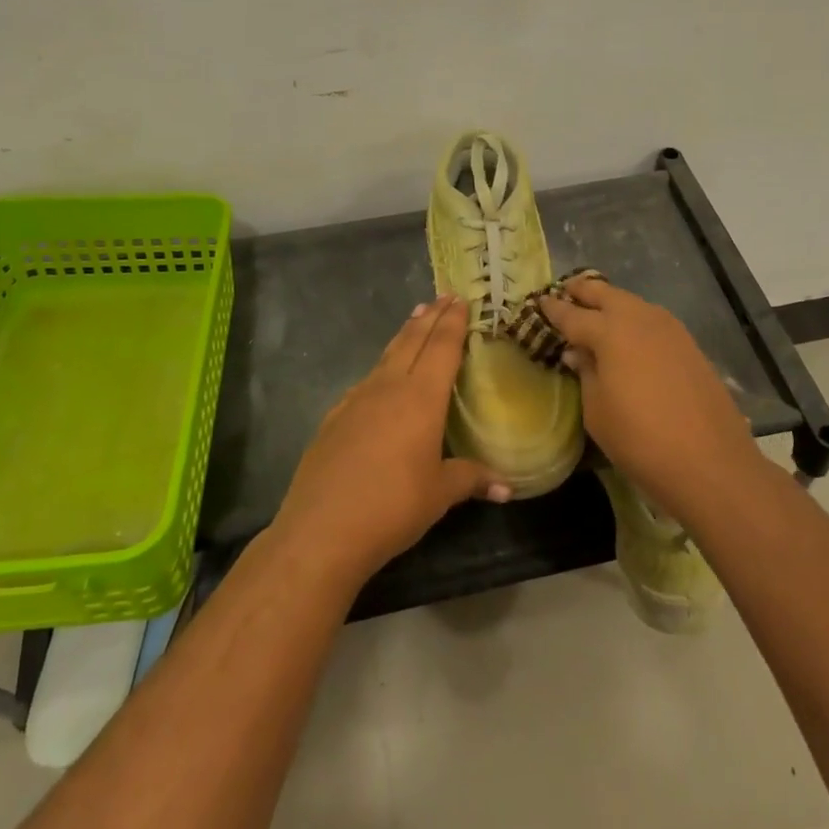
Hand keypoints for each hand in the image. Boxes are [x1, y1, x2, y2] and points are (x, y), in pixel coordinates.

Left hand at [273, 295, 507, 590]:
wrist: (321, 529)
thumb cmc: (392, 507)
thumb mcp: (439, 494)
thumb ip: (472, 479)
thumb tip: (508, 487)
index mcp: (420, 398)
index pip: (441, 349)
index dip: (452, 323)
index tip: (460, 300)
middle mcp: (388, 388)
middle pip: (411, 342)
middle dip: (429, 319)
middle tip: (442, 298)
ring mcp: (356, 400)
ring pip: (386, 357)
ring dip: (404, 337)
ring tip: (414, 321)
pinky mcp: (334, 418)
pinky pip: (365, 382)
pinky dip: (381, 368)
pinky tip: (380, 379)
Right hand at [539, 276, 759, 517]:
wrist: (710, 462)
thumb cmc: (640, 439)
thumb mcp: (597, 410)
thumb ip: (586, 373)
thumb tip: (578, 352)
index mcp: (610, 331)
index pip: (573, 315)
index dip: (554, 309)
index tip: (540, 301)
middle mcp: (640, 319)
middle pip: (605, 294)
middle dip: (583, 291)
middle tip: (566, 291)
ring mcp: (670, 329)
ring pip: (632, 303)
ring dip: (611, 302)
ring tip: (595, 311)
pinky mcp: (689, 345)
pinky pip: (652, 320)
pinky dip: (634, 319)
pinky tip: (628, 335)